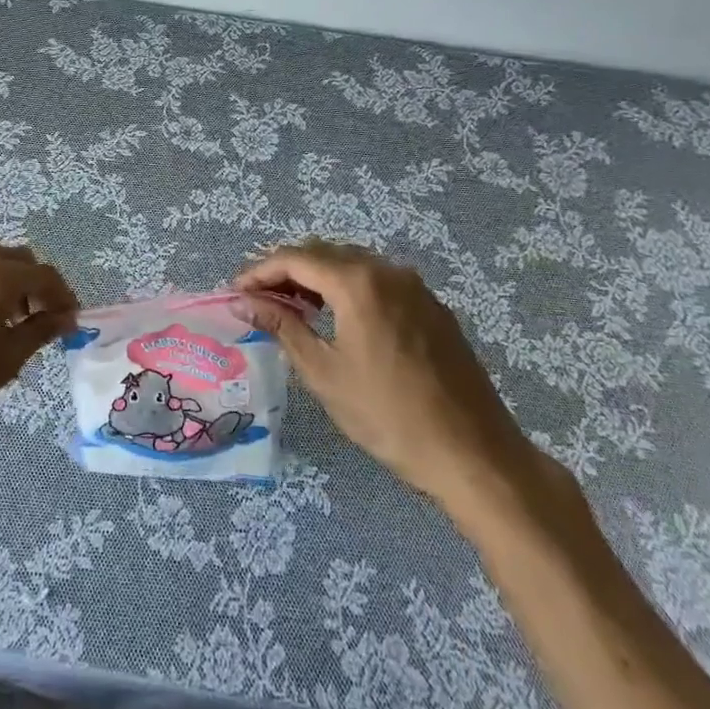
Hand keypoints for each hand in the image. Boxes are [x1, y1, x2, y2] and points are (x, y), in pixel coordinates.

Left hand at [0, 246, 77, 473]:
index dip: (63, 296)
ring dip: (4, 288)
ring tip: (8, 328)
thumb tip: (65, 318)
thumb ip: (38, 332)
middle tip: (42, 322)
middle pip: (13, 261)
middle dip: (34, 287)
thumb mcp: (3, 363)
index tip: (71, 321)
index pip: (42, 274)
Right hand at [236, 239, 537, 510]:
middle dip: (286, 271)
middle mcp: (388, 271)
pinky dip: (348, 290)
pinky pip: (378, 282)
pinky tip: (337, 319)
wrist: (474, 455)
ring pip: (353, 265)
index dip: (259, 271)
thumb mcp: (324, 373)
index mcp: (358, 282)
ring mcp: (416, 288)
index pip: (295, 258)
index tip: (235, 292)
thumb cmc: (388, 415)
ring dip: (317, 279)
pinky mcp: (433, 309)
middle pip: (324, 253)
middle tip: (258, 299)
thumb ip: (283, 327)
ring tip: (291, 308)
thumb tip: (246, 302)